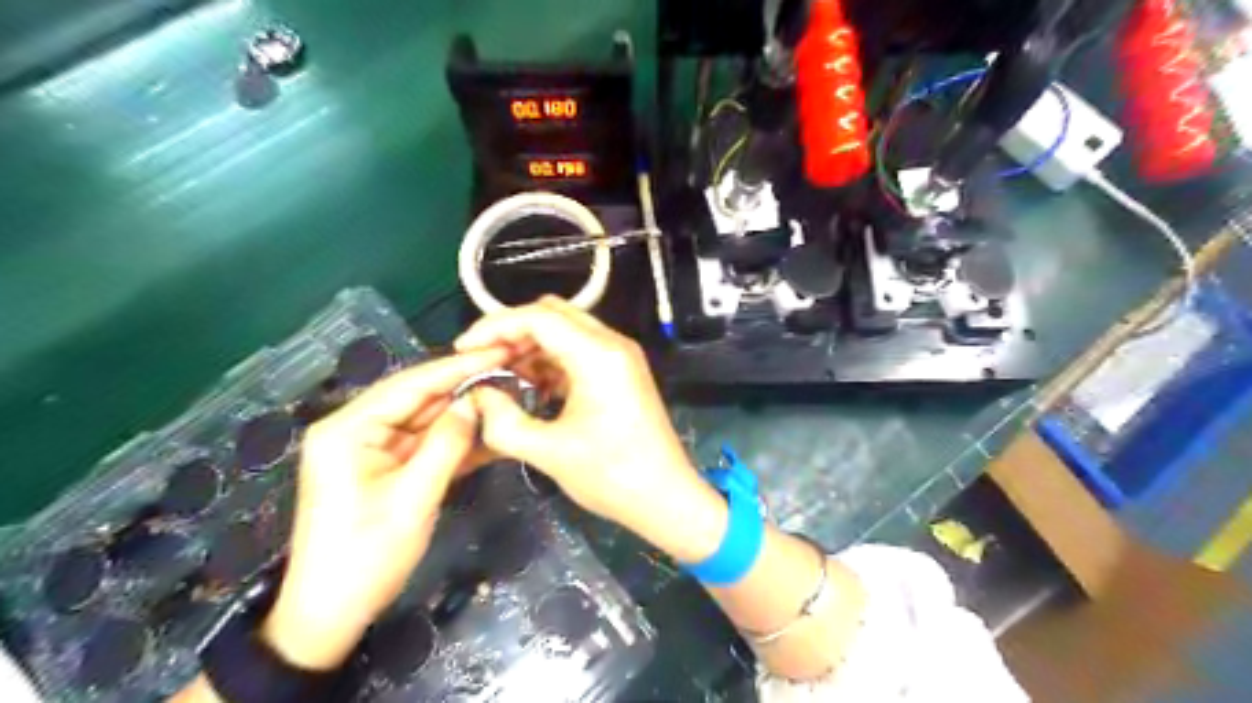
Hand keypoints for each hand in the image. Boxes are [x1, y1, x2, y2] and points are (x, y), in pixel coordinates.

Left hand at [260, 349, 505, 671]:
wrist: (330, 614)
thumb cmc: (366, 557)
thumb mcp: (413, 499)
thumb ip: (446, 444)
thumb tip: (474, 401)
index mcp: (348, 429)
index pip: (410, 385)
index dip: (457, 367)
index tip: (499, 352)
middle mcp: (357, 429)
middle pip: (419, 398)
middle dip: (464, 386)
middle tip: (511, 371)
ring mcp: (372, 449)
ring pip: (427, 419)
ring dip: (465, 412)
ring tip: (508, 396)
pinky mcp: (387, 467)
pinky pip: (426, 444)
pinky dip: (456, 441)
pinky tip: (490, 432)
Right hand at [456, 297, 728, 563]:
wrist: (665, 497)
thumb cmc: (612, 475)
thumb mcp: (548, 452)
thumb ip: (502, 421)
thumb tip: (478, 395)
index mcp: (597, 354)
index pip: (537, 317)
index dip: (495, 327)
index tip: (464, 350)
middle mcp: (612, 344)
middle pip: (552, 314)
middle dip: (512, 332)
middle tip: (482, 362)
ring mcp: (619, 356)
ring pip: (565, 330)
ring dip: (531, 346)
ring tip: (501, 377)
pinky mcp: (620, 371)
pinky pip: (578, 350)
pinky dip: (550, 360)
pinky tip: (530, 386)